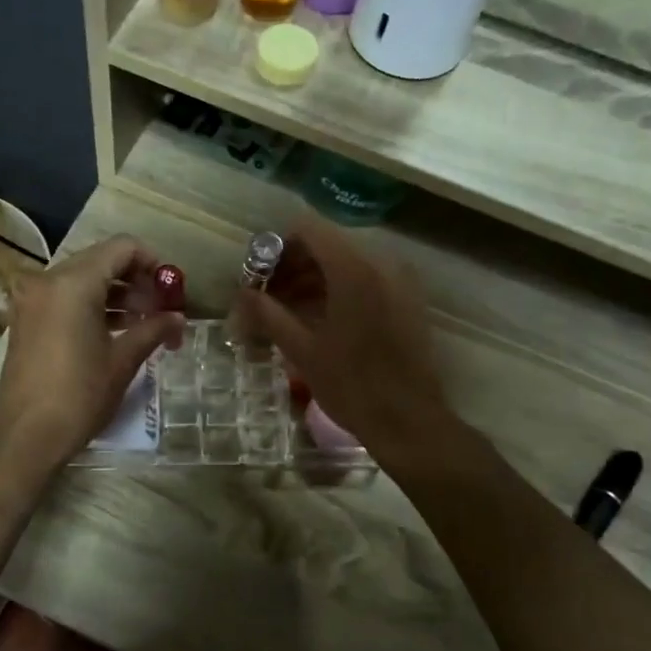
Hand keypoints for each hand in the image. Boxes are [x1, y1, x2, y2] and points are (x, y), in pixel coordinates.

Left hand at [0, 236, 183, 470]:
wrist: (25, 437)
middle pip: (102, 261)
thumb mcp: (122, 361)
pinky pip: (65, 298)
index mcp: (72, 283)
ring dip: (116, 295)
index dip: (153, 263)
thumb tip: (179, 319)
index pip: (122, 248)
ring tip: (145, 324)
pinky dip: (92, 306)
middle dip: (136, 282)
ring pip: (83, 280)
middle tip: (162, 311)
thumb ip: (153, 330)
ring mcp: (32, 300)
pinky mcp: (26, 319)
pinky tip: (117, 331)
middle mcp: (47, 281)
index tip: (171, 290)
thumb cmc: (79, 396)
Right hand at [233, 219, 450, 455]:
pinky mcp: (408, 300)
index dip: (278, 247)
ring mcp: (400, 280)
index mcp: (353, 269)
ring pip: (348, 262)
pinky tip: (321, 319)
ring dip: (315, 279)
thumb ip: (268, 314)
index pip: (308, 229)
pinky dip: (340, 289)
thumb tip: (241, 293)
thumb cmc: (352, 386)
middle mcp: (381, 263)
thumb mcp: (302, 351)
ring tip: (289, 312)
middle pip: (328, 244)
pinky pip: (368, 279)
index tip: (260, 276)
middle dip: (294, 266)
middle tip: (268, 297)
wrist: (409, 421)